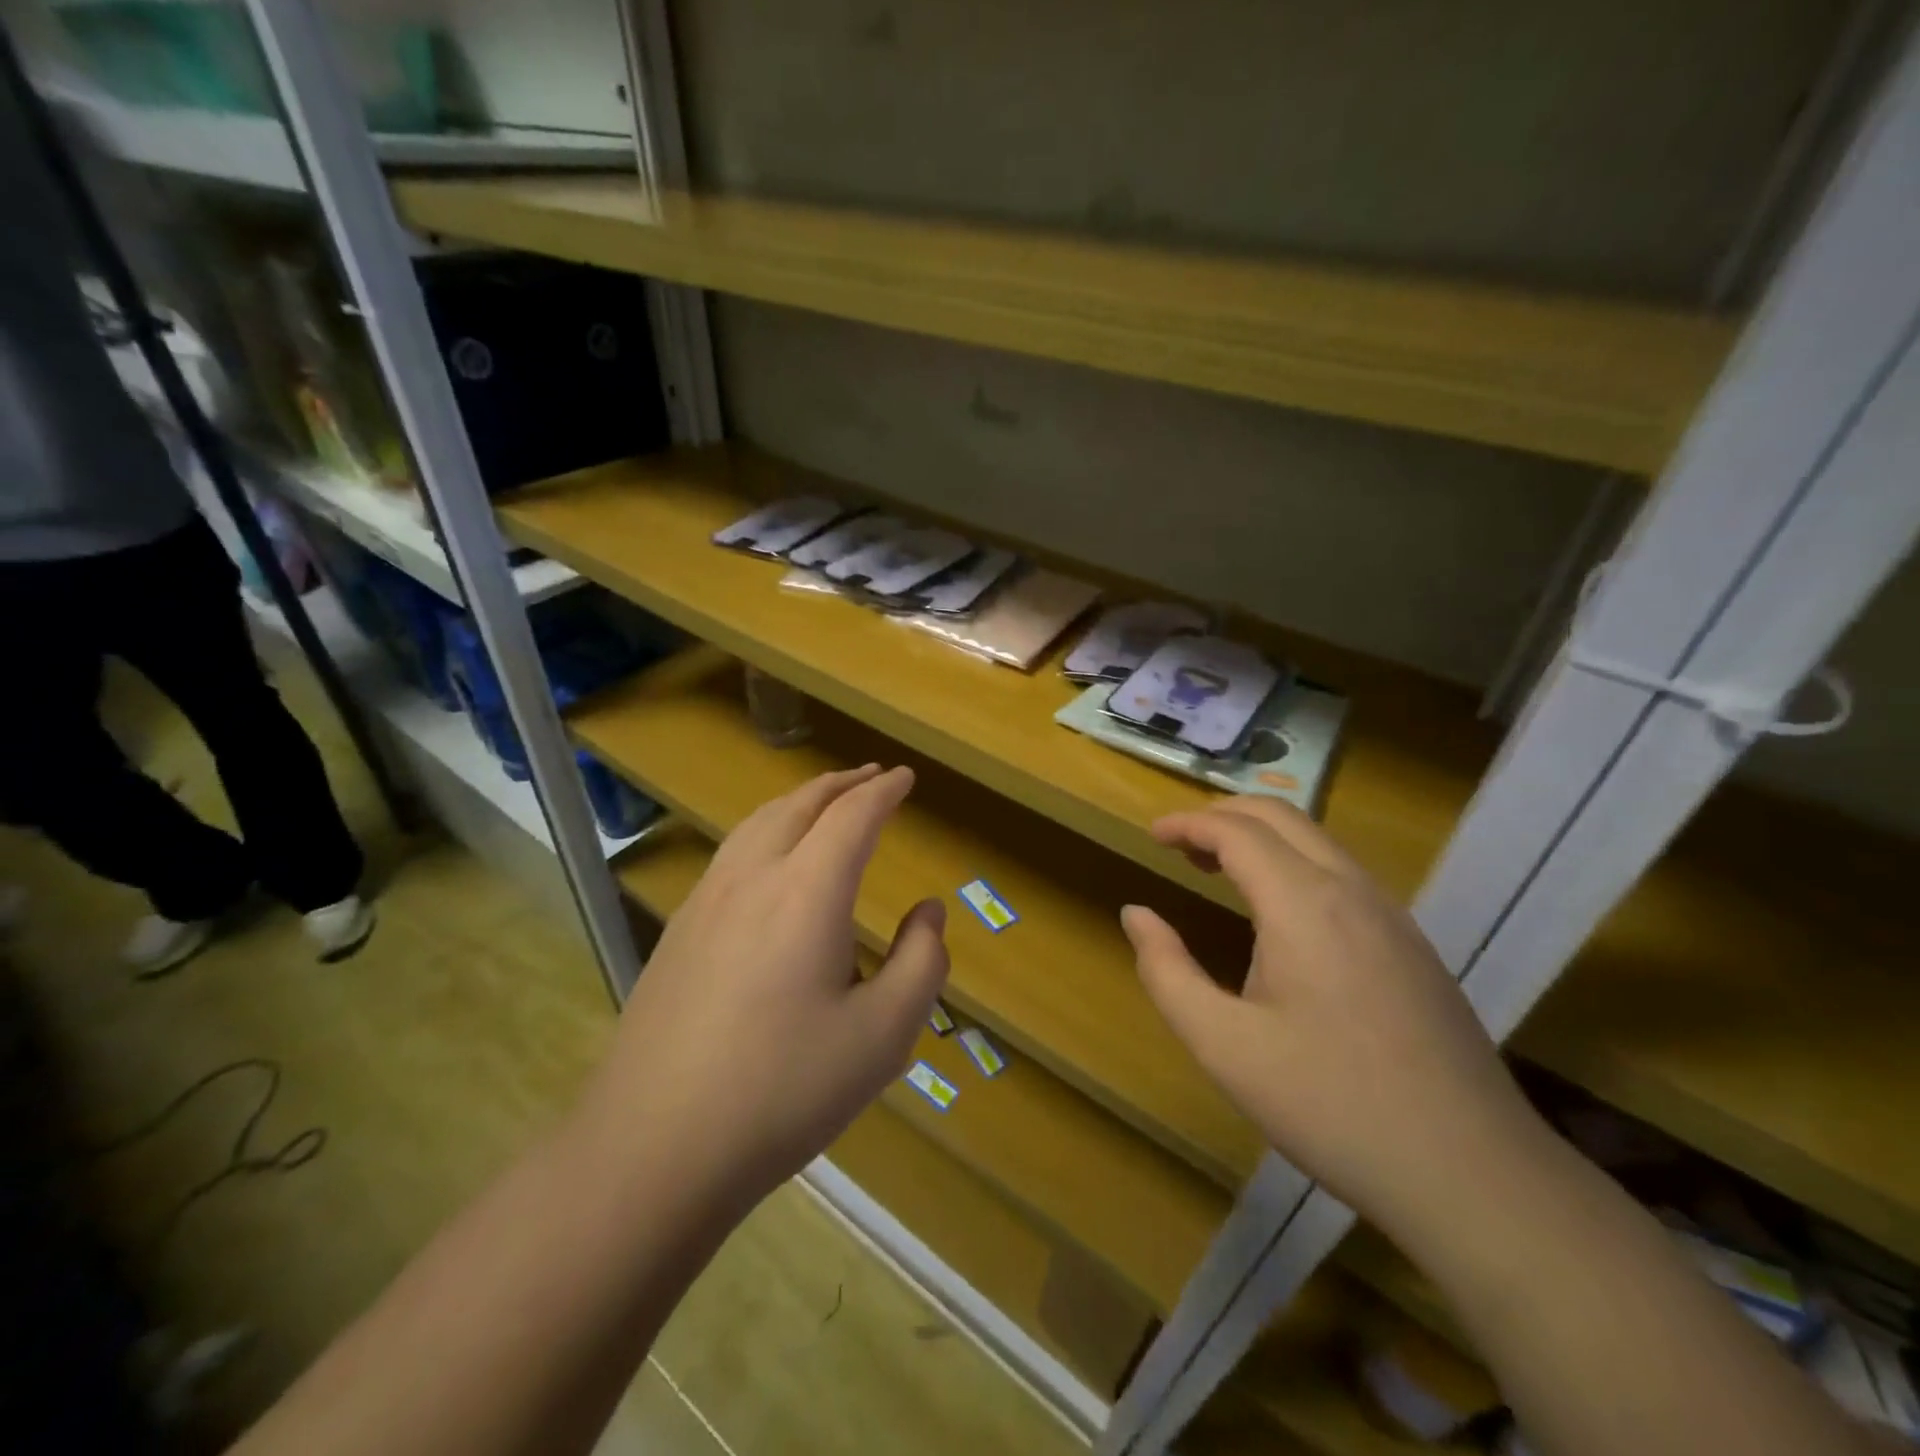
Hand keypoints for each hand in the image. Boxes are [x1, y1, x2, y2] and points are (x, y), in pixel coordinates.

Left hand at [587, 765, 948, 1208]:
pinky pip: (732, 852)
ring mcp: (706, 901)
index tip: (905, 778)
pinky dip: (766, 829)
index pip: (852, 817)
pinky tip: (770, 859)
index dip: (883, 792)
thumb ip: (921, 964)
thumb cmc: (783, 1090)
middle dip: (841, 784)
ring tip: (825, 801)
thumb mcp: (883, 1036)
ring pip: (758, 822)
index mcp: (807, 892)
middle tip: (872, 776)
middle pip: (800, 805)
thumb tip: (928, 913)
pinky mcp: (678, 930)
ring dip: (800, 800)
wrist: (654, 1146)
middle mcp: (753, 878)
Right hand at [1122, 799, 1543, 1237]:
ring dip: (1261, 838)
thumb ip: (1167, 972)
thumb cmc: (1331, 1104)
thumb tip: (1137, 914)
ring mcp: (1392, 915)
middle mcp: (1352, 890)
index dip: (1188, 823)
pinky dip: (1295, 864)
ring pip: (1317, 841)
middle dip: (1223, 816)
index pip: (1236, 831)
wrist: (1473, 1174)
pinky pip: (1343, 874)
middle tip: (1180, 846)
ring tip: (1219, 871)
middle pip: (1280, 817)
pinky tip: (1280, 915)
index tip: (1152, 836)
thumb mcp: (1223, 1046)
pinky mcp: (1413, 945)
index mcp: (1303, 903)